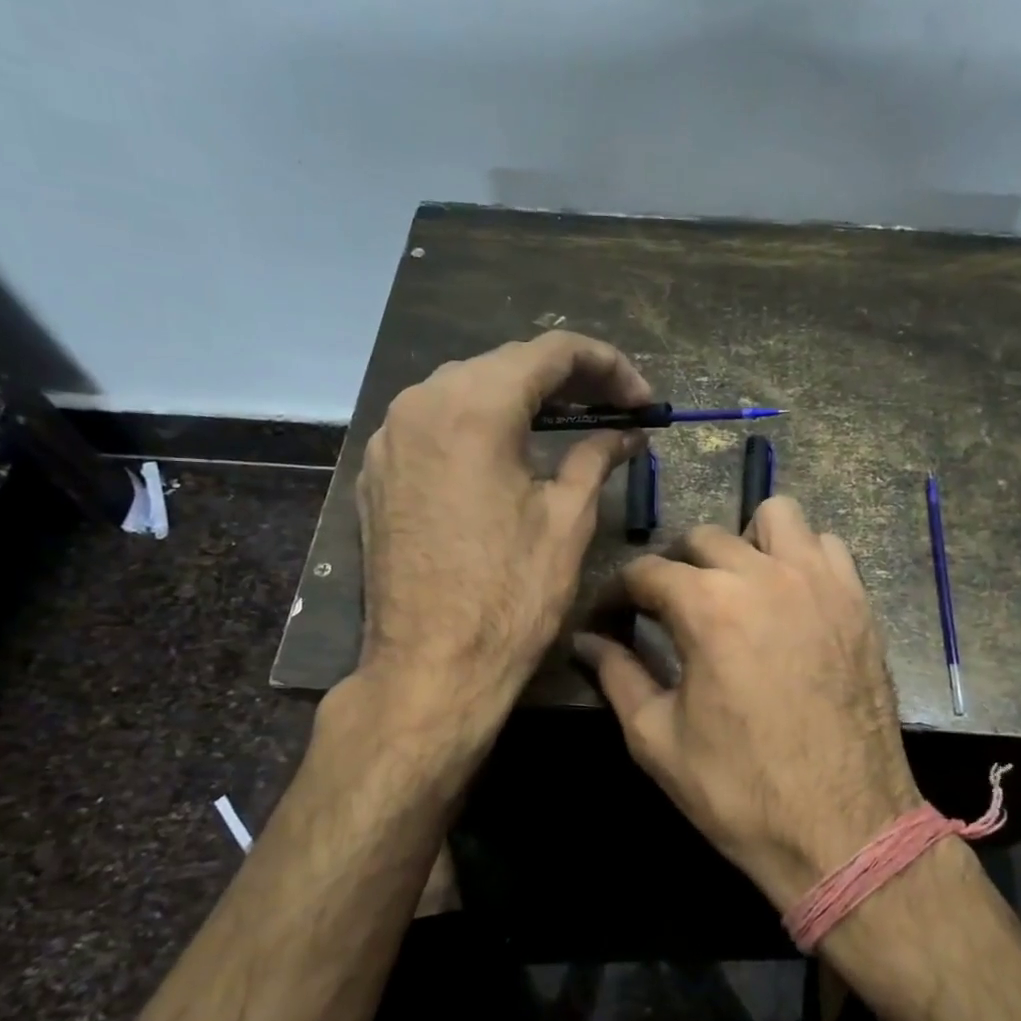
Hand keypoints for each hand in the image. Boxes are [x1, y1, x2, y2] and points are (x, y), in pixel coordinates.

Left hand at [357, 331, 650, 711]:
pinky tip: (512, 451)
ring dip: (523, 399)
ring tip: (571, 426)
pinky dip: (481, 423)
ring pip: (467, 388)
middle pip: (506, 364)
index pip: (552, 352)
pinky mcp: (379, 471)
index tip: (642, 400)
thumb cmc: (510, 597)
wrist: (430, 667)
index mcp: (473, 408)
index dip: (608, 365)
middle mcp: (421, 404)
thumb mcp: (567, 520)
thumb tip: (626, 433)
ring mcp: (391, 437)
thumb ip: (597, 458)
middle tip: (615, 410)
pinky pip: (436, 422)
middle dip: (568, 380)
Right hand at [575, 498, 922, 911]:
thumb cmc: (740, 791)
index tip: (610, 616)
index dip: (617, 592)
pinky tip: (788, 597)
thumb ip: (617, 676)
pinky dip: (799, 556)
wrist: (844, 830)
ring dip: (743, 543)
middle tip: (667, 609)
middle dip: (674, 567)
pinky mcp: (857, 602)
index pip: (646, 571)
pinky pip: (826, 546)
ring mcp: (819, 583)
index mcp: (707, 607)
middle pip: (702, 537)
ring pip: (774, 518)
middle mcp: (764, 576)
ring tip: (735, 588)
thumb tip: (585, 642)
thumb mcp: (657, 739)